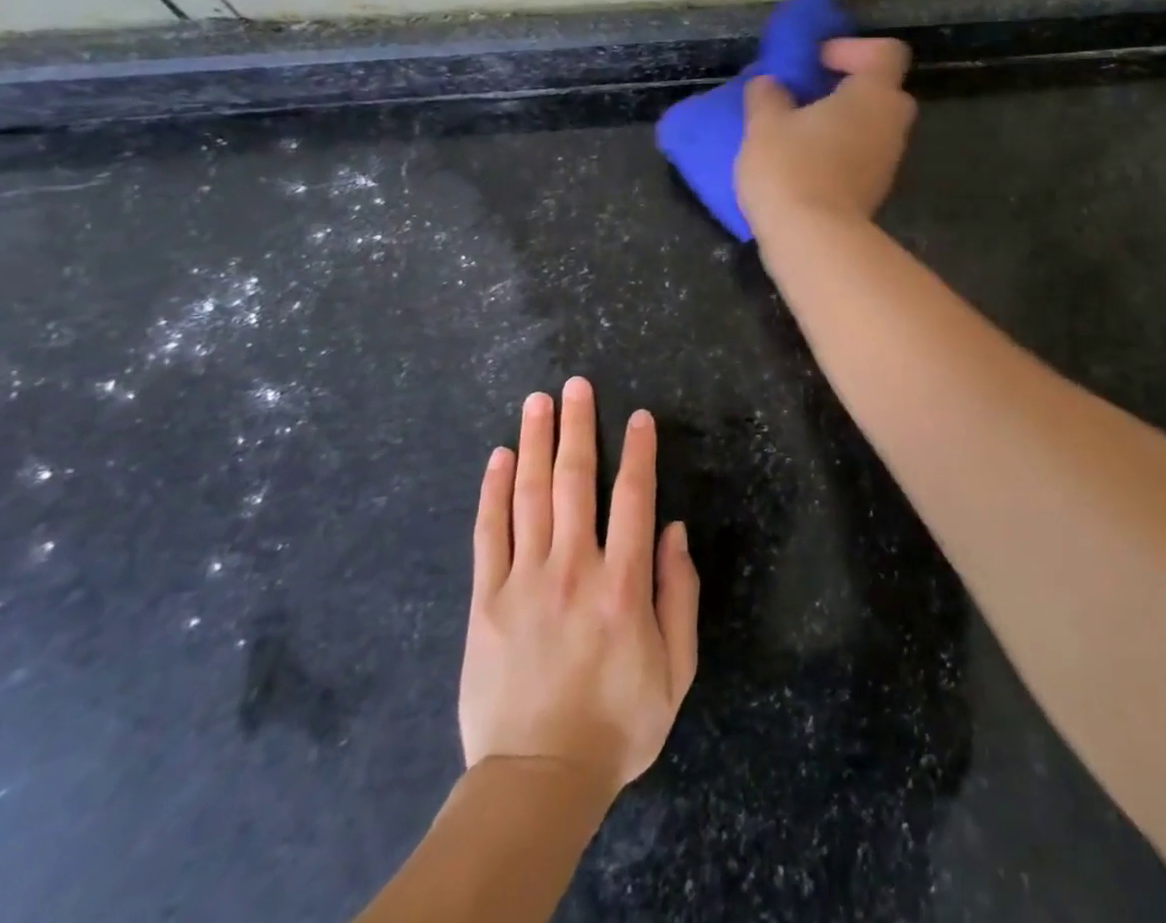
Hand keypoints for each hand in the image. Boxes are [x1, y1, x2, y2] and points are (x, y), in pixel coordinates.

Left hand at [459, 377, 697, 791]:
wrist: (537, 780)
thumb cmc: (618, 723)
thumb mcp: (676, 669)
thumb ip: (679, 595)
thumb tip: (673, 531)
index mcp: (623, 584)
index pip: (633, 498)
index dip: (638, 451)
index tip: (638, 415)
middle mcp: (574, 569)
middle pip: (575, 481)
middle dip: (578, 427)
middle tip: (576, 385)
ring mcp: (524, 581)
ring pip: (530, 495)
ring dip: (536, 442)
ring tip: (538, 401)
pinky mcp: (486, 601)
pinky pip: (488, 534)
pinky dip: (494, 491)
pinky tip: (499, 457)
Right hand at [737, 37, 917, 237]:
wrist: (814, 241)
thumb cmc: (791, 169)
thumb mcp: (764, 124)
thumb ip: (768, 94)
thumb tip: (771, 84)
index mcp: (873, 95)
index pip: (886, 52)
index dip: (852, 48)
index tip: (816, 62)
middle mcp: (891, 124)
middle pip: (881, 90)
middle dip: (846, 87)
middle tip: (807, 95)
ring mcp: (888, 161)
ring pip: (871, 127)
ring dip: (840, 123)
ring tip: (797, 132)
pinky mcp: (876, 191)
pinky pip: (862, 156)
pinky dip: (839, 152)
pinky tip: (803, 164)